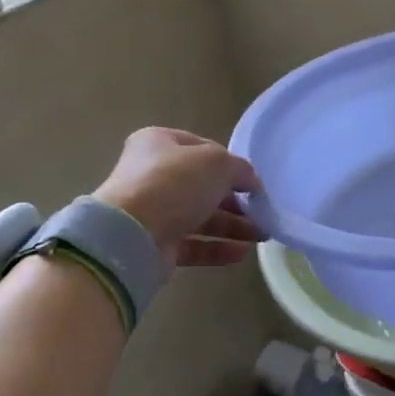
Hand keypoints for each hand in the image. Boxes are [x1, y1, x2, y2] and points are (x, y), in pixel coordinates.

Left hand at [94, 128, 265, 267]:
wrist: (132, 234)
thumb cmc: (175, 183)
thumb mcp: (218, 163)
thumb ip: (241, 169)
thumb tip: (252, 183)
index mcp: (159, 143)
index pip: (203, 149)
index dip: (230, 163)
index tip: (252, 181)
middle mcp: (152, 175)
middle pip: (203, 187)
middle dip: (236, 201)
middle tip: (262, 212)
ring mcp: (152, 212)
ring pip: (200, 217)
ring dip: (233, 226)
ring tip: (262, 235)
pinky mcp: (155, 245)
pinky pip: (193, 244)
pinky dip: (218, 247)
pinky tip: (243, 253)